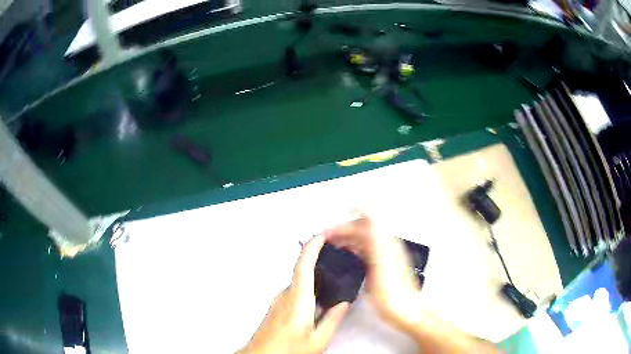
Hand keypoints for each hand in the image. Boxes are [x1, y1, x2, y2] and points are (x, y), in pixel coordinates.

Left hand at [239, 235, 348, 353]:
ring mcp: (278, 301)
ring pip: (299, 284)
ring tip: (329, 291)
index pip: (304, 265)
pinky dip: (307, 292)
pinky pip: (294, 293)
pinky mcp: (276, 307)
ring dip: (314, 282)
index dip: (312, 247)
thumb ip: (333, 319)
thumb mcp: (319, 339)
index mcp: (298, 300)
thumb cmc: (286, 350)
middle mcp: (285, 295)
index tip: (322, 235)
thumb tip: (343, 304)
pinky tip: (315, 308)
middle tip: (335, 264)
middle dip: (318, 266)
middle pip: (303, 272)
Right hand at [324, 211, 421, 333]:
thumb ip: (376, 242)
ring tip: (331, 244)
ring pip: (364, 240)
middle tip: (326, 236)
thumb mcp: (383, 268)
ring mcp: (384, 256)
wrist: (405, 312)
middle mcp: (386, 247)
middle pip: (365, 229)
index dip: (358, 210)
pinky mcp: (382, 266)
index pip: (370, 220)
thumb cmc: (392, 294)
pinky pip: (365, 251)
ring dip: (347, 238)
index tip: (342, 208)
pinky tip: (345, 255)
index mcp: (385, 245)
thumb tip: (369, 217)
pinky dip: (353, 248)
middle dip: (345, 228)